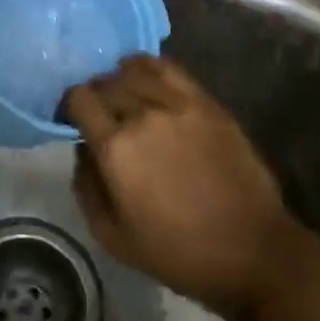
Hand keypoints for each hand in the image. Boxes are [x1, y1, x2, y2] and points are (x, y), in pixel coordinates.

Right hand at [63, 56, 291, 320]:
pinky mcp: (206, 102)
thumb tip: (82, 148)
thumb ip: (86, 186)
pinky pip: (169, 68)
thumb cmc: (178, 252)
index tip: (70, 119)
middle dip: (95, 94)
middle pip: (105, 82)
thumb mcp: (112, 237)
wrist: (251, 250)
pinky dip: (149, 67)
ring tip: (124, 97)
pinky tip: (148, 81)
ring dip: (120, 80)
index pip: (79, 98)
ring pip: (134, 70)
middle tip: (99, 115)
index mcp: (116, 148)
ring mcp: (178, 104)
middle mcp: (142, 114)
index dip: (68, 105)